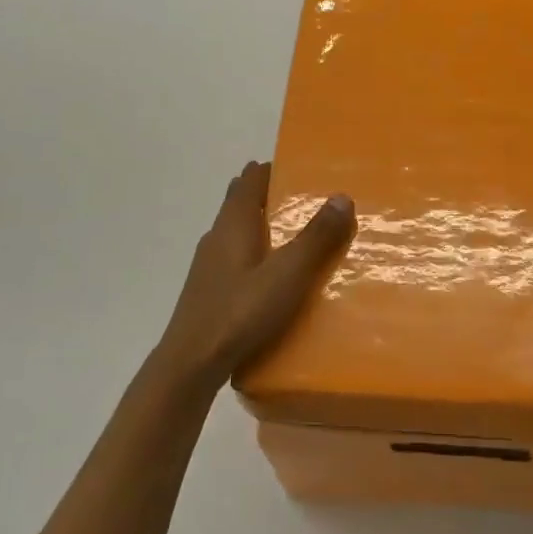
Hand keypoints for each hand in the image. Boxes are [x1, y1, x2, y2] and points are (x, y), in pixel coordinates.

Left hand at [154, 161, 353, 389]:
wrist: (190, 364)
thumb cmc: (240, 312)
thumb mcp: (288, 274)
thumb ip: (316, 237)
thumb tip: (342, 196)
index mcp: (234, 223)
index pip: (251, 179)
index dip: (273, 169)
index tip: (301, 168)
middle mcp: (217, 236)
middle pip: (241, 202)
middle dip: (269, 196)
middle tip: (305, 201)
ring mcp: (208, 265)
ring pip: (237, 232)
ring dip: (262, 226)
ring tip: (295, 237)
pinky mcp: (208, 291)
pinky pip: (235, 258)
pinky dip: (255, 254)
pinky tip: (271, 277)